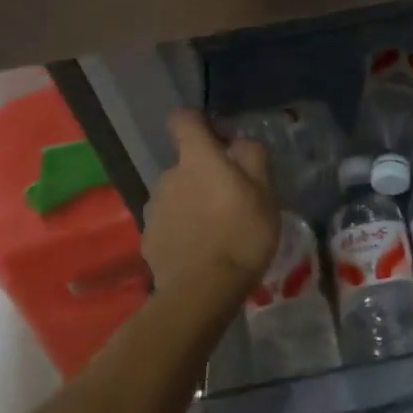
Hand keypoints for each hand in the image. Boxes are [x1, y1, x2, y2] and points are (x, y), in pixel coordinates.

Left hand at [142, 110, 279, 302]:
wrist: (202, 292)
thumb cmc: (241, 234)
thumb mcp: (265, 192)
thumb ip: (252, 157)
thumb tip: (238, 143)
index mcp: (197, 158)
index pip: (183, 119)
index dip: (198, 121)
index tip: (218, 136)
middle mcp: (169, 176)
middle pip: (186, 163)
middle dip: (204, 173)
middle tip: (231, 198)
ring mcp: (154, 209)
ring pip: (177, 194)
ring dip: (193, 202)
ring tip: (216, 229)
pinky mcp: (148, 239)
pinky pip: (169, 223)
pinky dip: (182, 229)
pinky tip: (200, 250)